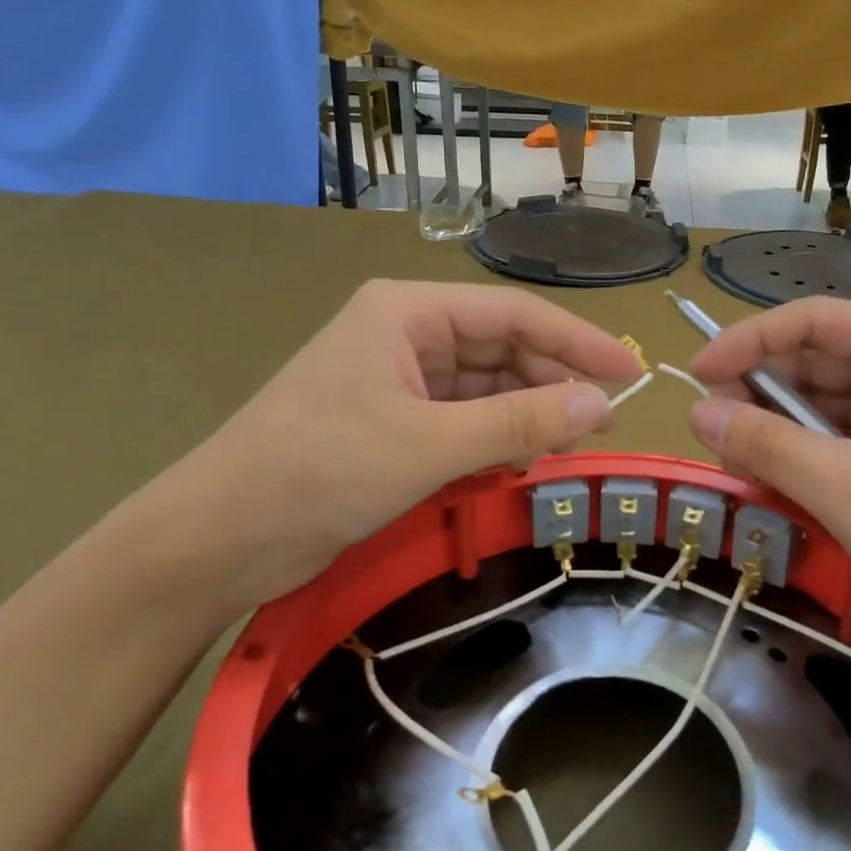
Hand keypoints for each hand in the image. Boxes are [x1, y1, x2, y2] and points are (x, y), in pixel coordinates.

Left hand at [134, 281, 640, 618]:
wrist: (220, 538)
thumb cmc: (319, 471)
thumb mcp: (428, 445)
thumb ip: (519, 424)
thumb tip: (603, 406)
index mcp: (407, 312)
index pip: (513, 313)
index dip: (577, 340)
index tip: (631, 371)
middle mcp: (407, 336)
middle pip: (502, 348)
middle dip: (553, 382)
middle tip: (606, 421)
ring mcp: (400, 382)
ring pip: (487, 389)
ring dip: (529, 415)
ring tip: (575, 445)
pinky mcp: (395, 425)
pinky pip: (465, 422)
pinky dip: (498, 440)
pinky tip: (527, 462)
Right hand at [685, 297, 850, 678]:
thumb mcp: (846, 491)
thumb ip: (767, 444)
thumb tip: (697, 411)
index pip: (815, 319)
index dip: (748, 339)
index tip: (697, 374)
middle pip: (815, 359)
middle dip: (759, 394)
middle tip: (714, 437)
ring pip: (820, 401)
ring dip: (775, 430)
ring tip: (741, 468)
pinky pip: (837, 436)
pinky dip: (801, 454)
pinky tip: (774, 482)